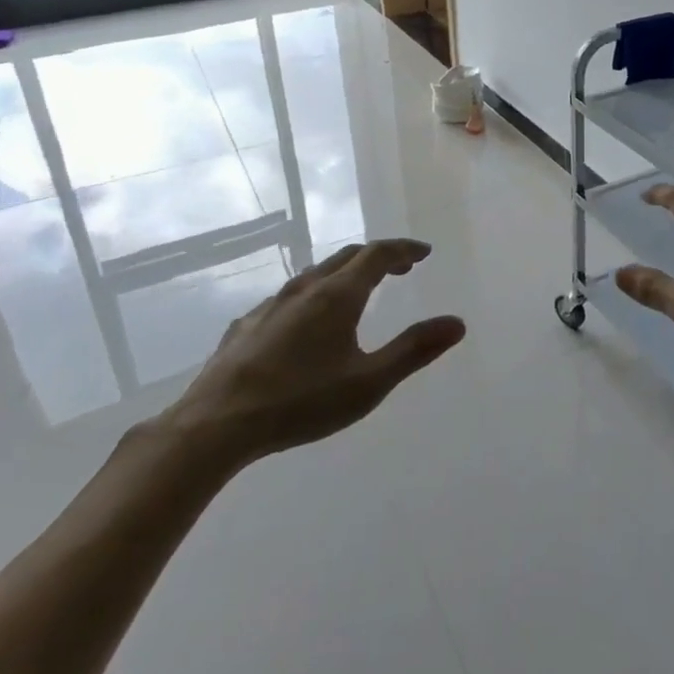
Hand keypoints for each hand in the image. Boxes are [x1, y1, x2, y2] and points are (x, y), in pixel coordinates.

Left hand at [157, 239, 464, 471]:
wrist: (215, 424)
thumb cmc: (301, 401)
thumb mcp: (369, 382)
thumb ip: (414, 350)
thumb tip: (457, 323)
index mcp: (338, 295)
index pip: (377, 254)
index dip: (403, 249)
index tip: (423, 252)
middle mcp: (305, 288)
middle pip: (346, 257)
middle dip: (378, 257)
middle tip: (400, 268)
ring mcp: (271, 304)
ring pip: (315, 274)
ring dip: (344, 273)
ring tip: (358, 290)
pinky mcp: (247, 325)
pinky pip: (290, 296)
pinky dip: (314, 294)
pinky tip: (306, 322)